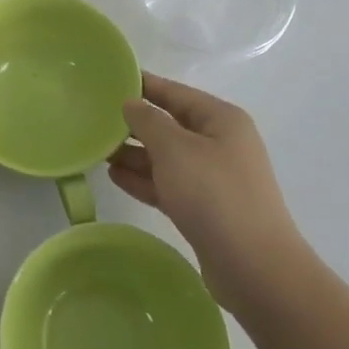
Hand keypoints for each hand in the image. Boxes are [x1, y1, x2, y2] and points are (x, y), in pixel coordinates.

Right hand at [108, 73, 302, 308]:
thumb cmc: (214, 194)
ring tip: (97, 150)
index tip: (108, 80)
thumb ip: (148, 121)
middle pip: (169, 125)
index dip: (143, 85)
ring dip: (134, 153)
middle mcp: (219, 143)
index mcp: (221, 119)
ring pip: (166, 157)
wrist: (254, 268)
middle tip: (94, 120)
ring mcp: (213, 178)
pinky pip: (167, 184)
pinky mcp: (204, 208)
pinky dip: (143, 179)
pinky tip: (114, 176)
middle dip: (134, 124)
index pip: (175, 92)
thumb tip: (131, 104)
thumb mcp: (175, 149)